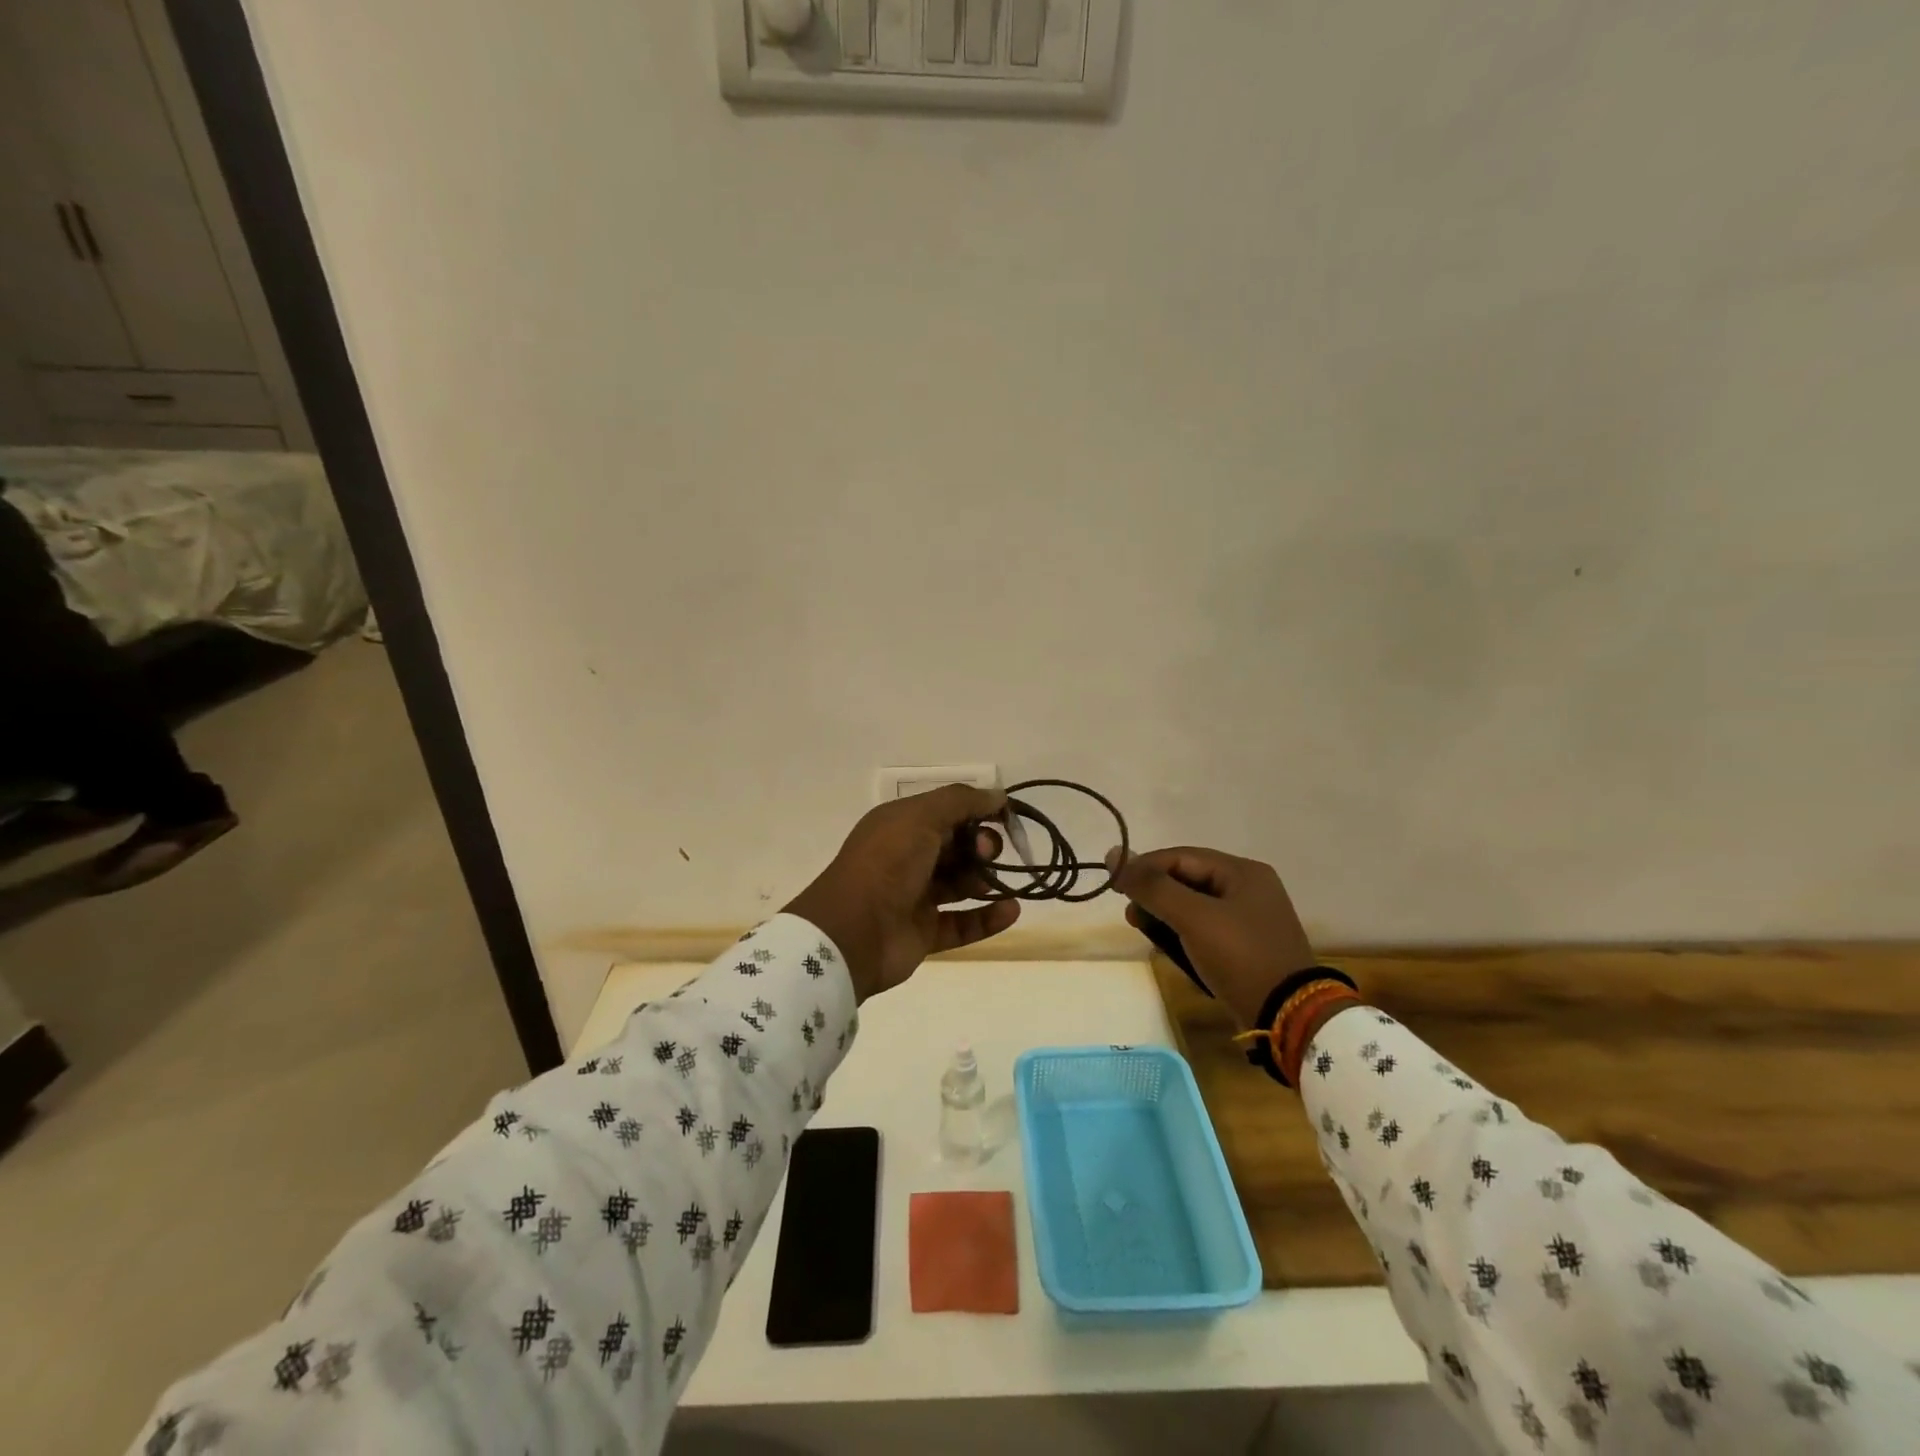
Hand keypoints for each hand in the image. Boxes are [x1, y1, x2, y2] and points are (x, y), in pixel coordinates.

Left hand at [785, 785, 1021, 1001]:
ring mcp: (916, 897)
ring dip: (987, 881)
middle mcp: (908, 858)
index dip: (977, 812)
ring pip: (961, 884)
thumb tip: (998, 795)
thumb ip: (962, 801)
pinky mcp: (924, 933)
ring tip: (999, 883)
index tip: (1006, 818)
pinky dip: (988, 917)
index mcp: (901, 826)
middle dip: (981, 847)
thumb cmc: (887, 863)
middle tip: (987, 854)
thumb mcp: (921, 817)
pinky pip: (963, 923)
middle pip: (958, 847)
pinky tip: (1012, 910)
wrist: (852, 932)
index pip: (947, 812)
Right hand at [1108, 846, 1316, 1027]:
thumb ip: (1152, 886)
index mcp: (1243, 872)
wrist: (1290, 1017)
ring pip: (1193, 906)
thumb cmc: (1240, 957)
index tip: (1115, 885)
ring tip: (1145, 932)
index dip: (1144, 867)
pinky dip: (1183, 934)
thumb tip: (1114, 855)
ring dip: (1166, 916)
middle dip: (1154, 894)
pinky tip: (1169, 949)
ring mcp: (1250, 919)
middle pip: (1186, 879)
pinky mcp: (1246, 947)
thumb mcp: (1193, 917)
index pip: (1180, 856)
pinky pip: (1205, 929)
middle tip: (1131, 915)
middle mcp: (1249, 888)